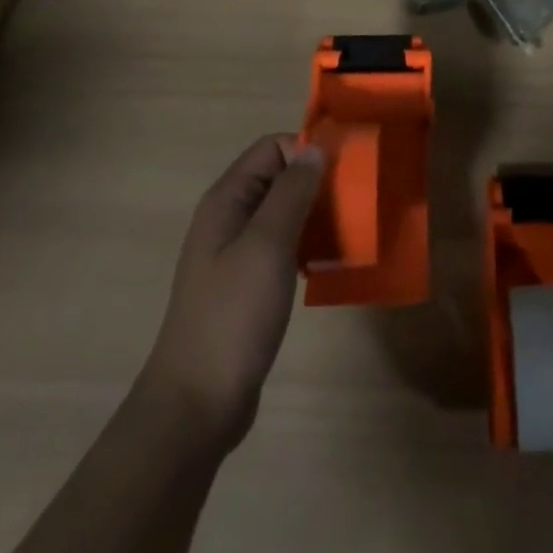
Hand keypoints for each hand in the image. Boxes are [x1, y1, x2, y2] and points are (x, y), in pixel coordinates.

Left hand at [140, 135, 324, 453]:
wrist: (197, 404)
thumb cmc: (233, 314)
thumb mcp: (268, 244)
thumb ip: (292, 191)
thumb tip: (314, 148)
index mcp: (227, 199)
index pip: (272, 148)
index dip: (307, 151)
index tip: (345, 173)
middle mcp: (230, 218)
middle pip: (280, 178)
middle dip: (318, 184)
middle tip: (356, 204)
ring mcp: (237, 253)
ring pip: (285, 213)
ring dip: (317, 217)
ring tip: (351, 233)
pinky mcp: (248, 284)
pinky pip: (284, 246)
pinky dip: (308, 247)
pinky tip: (329, 265)